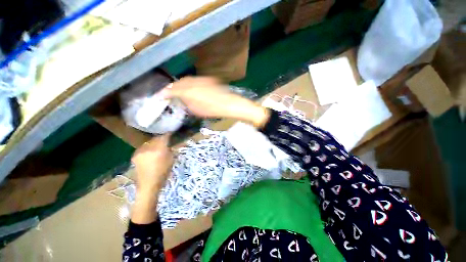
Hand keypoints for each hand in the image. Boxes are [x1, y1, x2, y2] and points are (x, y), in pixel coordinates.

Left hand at [130, 134, 173, 223]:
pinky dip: (148, 147)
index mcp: (159, 149)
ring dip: (154, 143)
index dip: (168, 134)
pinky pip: (143, 147)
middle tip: (165, 140)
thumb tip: (171, 143)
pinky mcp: (135, 155)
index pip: (164, 137)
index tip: (171, 133)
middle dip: (160, 138)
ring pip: (149, 142)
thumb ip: (171, 149)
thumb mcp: (171, 159)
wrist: (148, 184)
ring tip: (157, 146)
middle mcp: (148, 148)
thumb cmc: (163, 172)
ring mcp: (140, 151)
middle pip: (155, 138)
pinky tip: (150, 152)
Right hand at [160, 76, 269, 127]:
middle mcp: (193, 82)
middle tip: (168, 93)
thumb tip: (180, 99)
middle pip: (178, 83)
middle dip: (172, 87)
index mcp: (189, 91)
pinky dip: (189, 83)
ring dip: (180, 84)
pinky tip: (189, 88)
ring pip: (186, 80)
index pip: (173, 90)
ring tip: (177, 91)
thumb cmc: (214, 110)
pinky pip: (194, 80)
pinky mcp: (207, 79)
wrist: (229, 103)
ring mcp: (201, 79)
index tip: (160, 96)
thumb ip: (186, 102)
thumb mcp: (197, 110)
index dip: (165, 93)